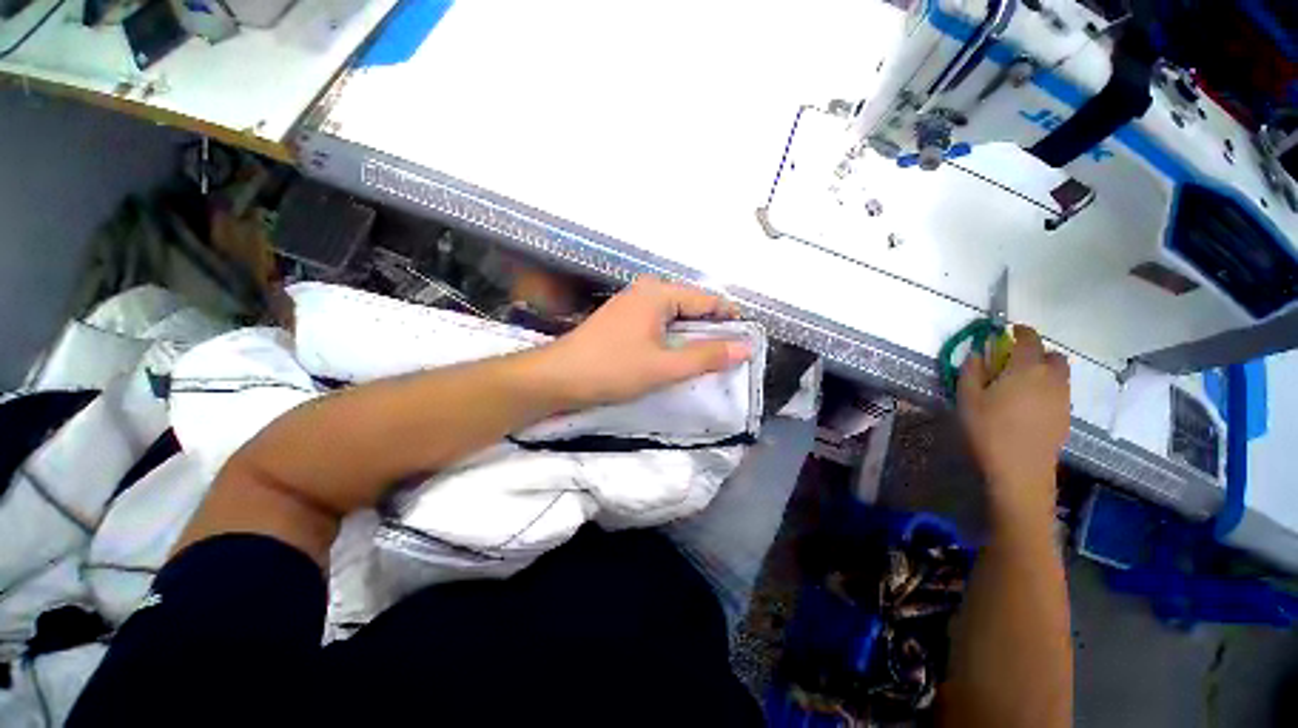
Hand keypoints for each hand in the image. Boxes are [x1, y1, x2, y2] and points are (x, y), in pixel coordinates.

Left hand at [538, 276, 752, 407]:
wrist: (558, 377)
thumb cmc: (612, 368)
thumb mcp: (664, 366)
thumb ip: (706, 356)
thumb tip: (745, 347)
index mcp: (658, 292)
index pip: (707, 300)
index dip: (730, 319)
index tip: (748, 340)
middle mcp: (646, 291)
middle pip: (691, 307)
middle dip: (711, 330)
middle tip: (730, 356)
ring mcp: (632, 305)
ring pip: (675, 318)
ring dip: (692, 337)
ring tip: (709, 360)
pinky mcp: (623, 321)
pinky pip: (659, 325)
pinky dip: (673, 340)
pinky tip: (678, 357)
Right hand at [958, 326, 1070, 519]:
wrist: (1020, 470)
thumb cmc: (988, 429)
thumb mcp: (968, 397)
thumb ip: (972, 369)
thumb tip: (978, 351)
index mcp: (1027, 368)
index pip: (1030, 339)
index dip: (1020, 332)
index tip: (1008, 331)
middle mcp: (1052, 378)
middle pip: (1053, 356)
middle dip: (1036, 353)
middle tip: (1014, 362)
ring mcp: (1063, 399)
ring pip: (1059, 375)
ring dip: (1043, 371)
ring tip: (1019, 385)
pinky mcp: (1066, 417)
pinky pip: (1059, 392)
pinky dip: (1047, 389)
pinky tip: (1028, 405)